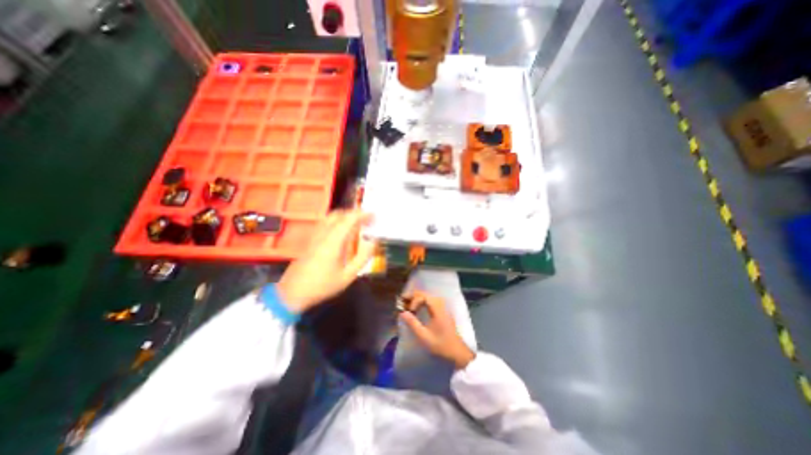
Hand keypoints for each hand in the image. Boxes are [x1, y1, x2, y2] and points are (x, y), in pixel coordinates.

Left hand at [277, 210, 378, 311]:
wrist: (293, 293)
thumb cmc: (323, 285)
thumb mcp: (348, 275)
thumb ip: (362, 257)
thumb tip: (372, 241)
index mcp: (333, 241)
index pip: (349, 219)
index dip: (363, 214)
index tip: (374, 215)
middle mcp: (323, 234)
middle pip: (339, 214)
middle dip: (355, 213)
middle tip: (367, 220)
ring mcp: (315, 236)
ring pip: (331, 217)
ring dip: (346, 216)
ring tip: (357, 223)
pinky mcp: (311, 240)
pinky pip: (325, 223)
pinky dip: (337, 221)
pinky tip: (342, 230)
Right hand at [398, 291, 475, 368]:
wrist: (457, 352)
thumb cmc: (440, 344)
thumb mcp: (424, 336)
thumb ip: (413, 324)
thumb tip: (402, 313)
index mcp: (437, 309)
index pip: (424, 296)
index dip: (414, 300)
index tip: (409, 310)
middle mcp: (441, 305)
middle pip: (426, 294)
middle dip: (413, 296)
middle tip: (403, 301)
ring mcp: (443, 307)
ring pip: (428, 297)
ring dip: (417, 298)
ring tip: (408, 304)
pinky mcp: (443, 311)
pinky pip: (431, 301)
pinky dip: (423, 302)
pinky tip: (417, 308)